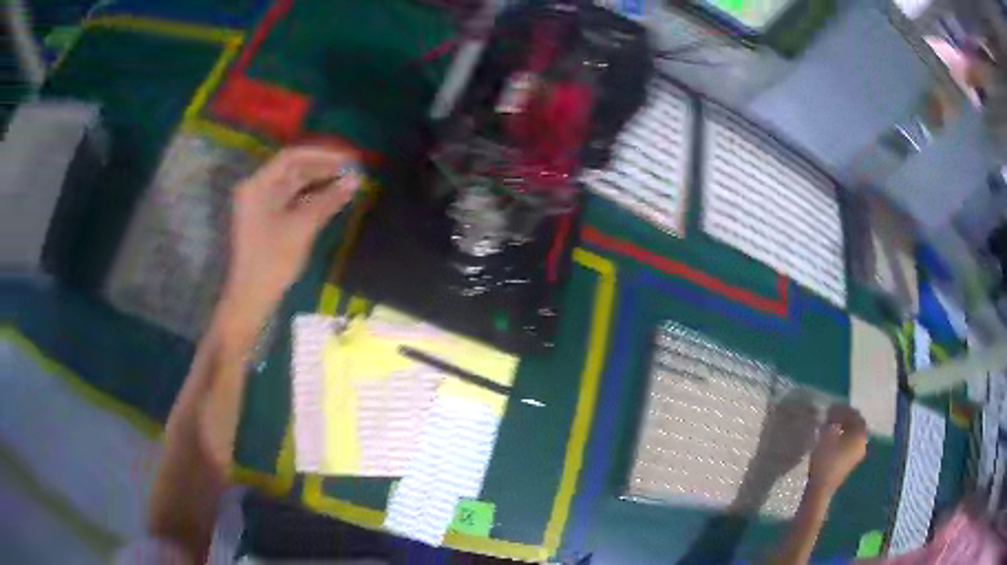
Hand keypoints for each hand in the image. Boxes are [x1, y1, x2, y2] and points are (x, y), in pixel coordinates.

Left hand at [220, 146, 359, 337]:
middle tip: (353, 170)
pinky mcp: (268, 219)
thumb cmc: (272, 260)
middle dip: (323, 168)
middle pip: (293, 169)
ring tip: (347, 182)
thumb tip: (355, 180)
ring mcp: (262, 204)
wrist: (252, 297)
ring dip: (320, 182)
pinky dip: (312, 197)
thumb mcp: (302, 227)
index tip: (348, 159)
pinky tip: (332, 198)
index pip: (291, 157)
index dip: (321, 155)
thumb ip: (328, 200)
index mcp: (258, 185)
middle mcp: (258, 189)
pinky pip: (292, 199)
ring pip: (294, 185)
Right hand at [807, 405, 867, 496]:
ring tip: (832, 427)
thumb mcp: (827, 435)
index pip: (854, 414)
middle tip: (831, 416)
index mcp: (860, 432)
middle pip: (856, 423)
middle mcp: (864, 440)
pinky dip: (845, 437)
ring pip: (854, 433)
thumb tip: (834, 414)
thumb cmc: (825, 460)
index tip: (830, 409)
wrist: (821, 488)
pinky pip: (852, 442)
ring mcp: (859, 452)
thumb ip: (833, 421)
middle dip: (845, 418)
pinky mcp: (853, 461)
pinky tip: (834, 439)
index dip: (842, 409)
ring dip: (845, 428)